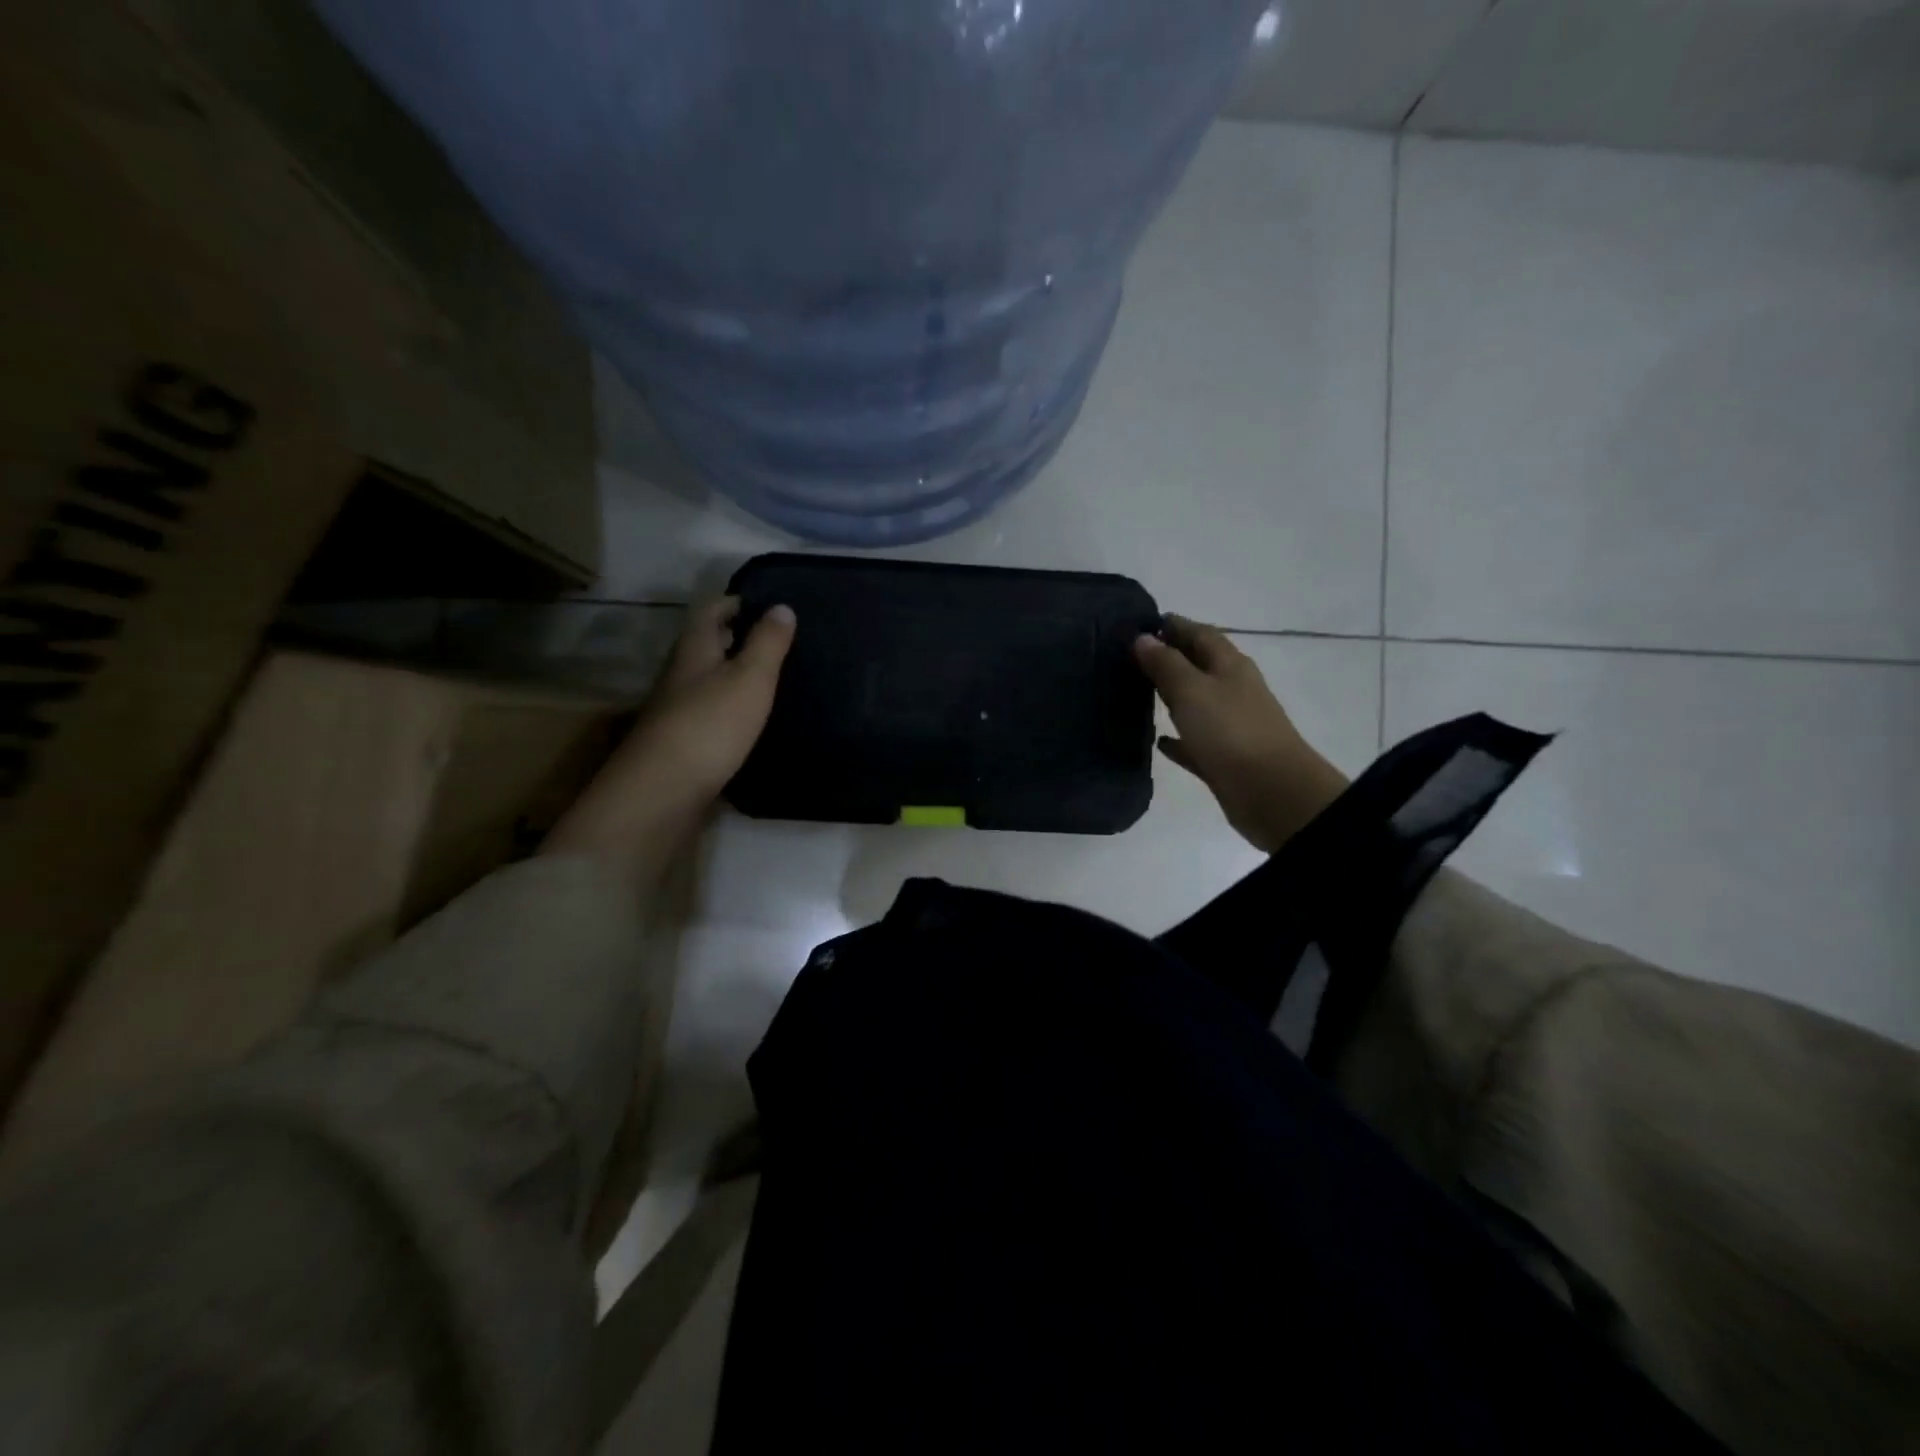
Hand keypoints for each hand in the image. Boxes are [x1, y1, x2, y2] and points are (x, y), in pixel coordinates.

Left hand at [544, 597, 795, 867]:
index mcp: (694, 649)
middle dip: (740, 638)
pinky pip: (712, 712)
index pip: (712, 610)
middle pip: (708, 645)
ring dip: (737, 675)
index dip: (739, 602)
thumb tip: (782, 606)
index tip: (771, 605)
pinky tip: (756, 719)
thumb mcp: (750, 677)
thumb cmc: (711, 724)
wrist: (665, 790)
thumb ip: (767, 642)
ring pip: (710, 680)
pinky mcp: (684, 742)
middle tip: (781, 642)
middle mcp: (681, 674)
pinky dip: (734, 708)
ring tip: (776, 678)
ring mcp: (678, 710)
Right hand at [1133, 615, 1347, 852]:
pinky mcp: (1224, 757)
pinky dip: (1178, 737)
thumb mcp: (1192, 690)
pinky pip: (1195, 741)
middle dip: (1170, 657)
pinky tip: (1157, 740)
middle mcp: (1233, 690)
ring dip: (1172, 695)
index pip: (1200, 633)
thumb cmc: (1230, 732)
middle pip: (1199, 665)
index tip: (1142, 623)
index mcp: (1230, 666)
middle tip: (1131, 656)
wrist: (1271, 792)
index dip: (1174, 625)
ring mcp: (1231, 725)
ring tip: (1137, 691)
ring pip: (1196, 702)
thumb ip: (1166, 664)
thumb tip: (1142, 638)